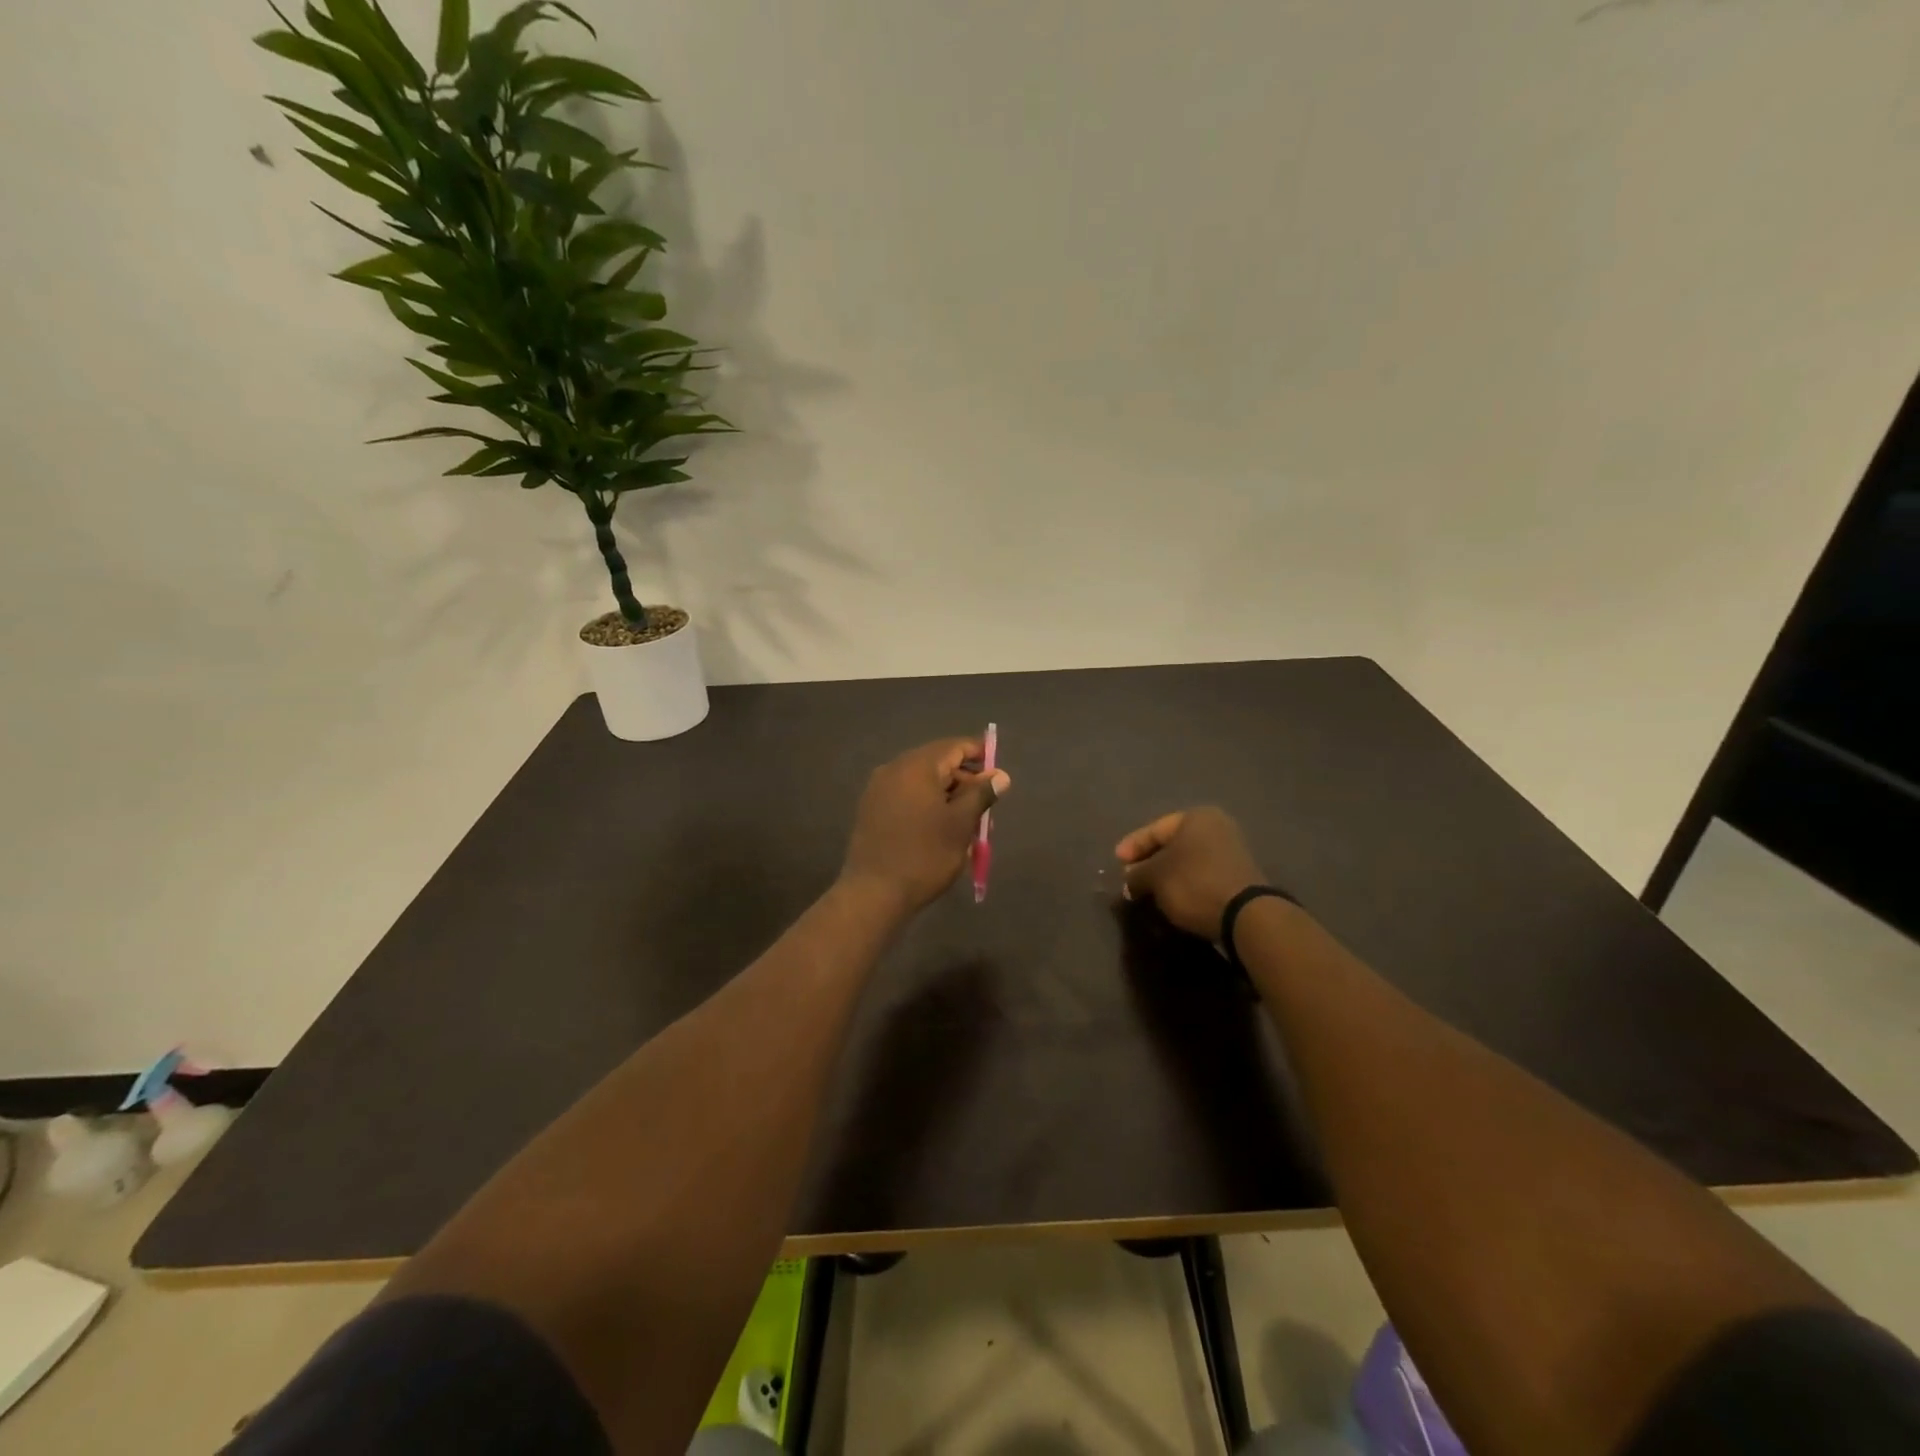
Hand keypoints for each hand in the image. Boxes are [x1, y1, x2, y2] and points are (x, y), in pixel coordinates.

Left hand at [841, 738, 1010, 911]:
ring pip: (921, 781)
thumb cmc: (925, 855)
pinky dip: (926, 803)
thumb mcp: (961, 824)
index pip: (954, 747)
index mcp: (917, 766)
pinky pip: (905, 795)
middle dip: (963, 780)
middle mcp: (894, 769)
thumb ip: (981, 794)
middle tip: (985, 806)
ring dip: (946, 794)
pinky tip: (938, 827)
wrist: (873, 893)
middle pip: (937, 763)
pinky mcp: (870, 809)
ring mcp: (878, 789)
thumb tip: (1000, 775)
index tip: (997, 771)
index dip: (979, 754)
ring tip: (965, 822)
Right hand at [1116, 807, 1264, 939]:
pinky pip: (1201, 874)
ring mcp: (1231, 851)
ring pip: (1186, 861)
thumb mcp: (1155, 876)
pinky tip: (1172, 897)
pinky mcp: (1238, 875)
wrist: (1245, 915)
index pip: (1154, 829)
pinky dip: (1184, 883)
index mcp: (1196, 817)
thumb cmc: (1194, 883)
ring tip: (1148, 891)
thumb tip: (1129, 880)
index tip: (1116, 862)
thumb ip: (1136, 874)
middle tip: (1130, 878)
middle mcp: (1216, 827)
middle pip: (1172, 844)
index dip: (1132, 846)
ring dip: (1166, 875)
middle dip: (1149, 862)